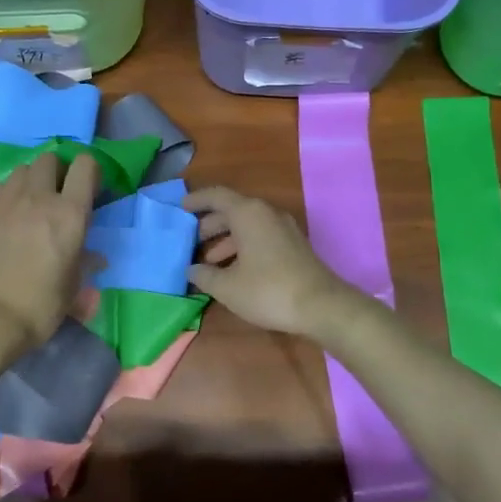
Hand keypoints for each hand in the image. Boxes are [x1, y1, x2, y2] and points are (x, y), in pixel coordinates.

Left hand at [0, 150, 98, 361]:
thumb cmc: (40, 306)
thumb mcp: (73, 288)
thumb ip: (85, 264)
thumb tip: (95, 258)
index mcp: (70, 214)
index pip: (85, 166)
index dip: (91, 173)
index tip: (90, 192)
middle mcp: (39, 198)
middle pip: (50, 159)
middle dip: (58, 172)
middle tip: (59, 196)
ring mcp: (6, 201)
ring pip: (22, 169)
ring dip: (31, 180)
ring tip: (31, 203)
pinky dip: (8, 193)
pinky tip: (8, 214)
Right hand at [183, 187, 357, 338]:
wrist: (321, 306)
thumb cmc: (268, 290)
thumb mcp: (227, 287)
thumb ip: (204, 275)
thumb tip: (192, 270)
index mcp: (248, 213)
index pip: (216, 196)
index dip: (196, 200)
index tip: (179, 209)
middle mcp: (266, 213)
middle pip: (231, 210)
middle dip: (209, 225)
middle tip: (191, 242)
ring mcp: (283, 228)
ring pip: (246, 225)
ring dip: (225, 240)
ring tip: (208, 263)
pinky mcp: (292, 245)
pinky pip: (260, 236)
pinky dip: (242, 247)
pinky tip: (232, 270)